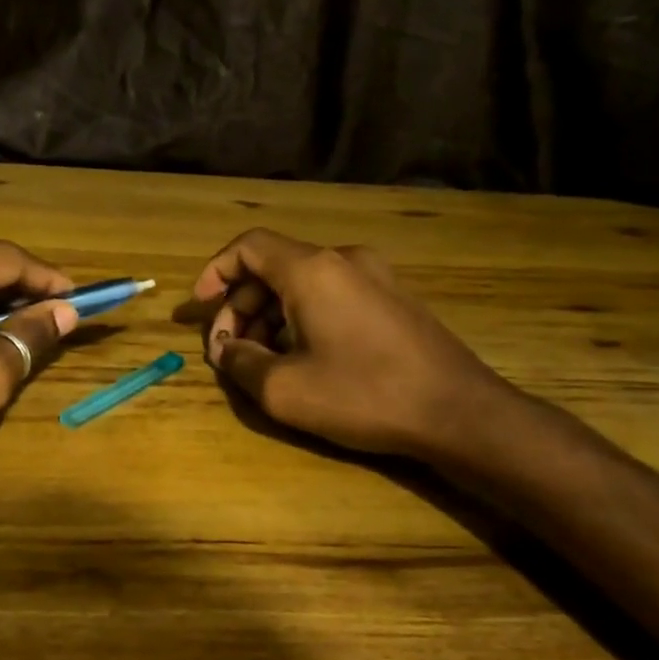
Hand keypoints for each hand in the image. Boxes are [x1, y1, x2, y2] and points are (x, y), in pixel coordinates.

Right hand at [192, 229, 512, 460]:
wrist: (459, 412)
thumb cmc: (364, 395)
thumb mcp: (284, 389)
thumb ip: (240, 363)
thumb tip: (225, 351)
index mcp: (312, 270)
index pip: (248, 246)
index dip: (215, 272)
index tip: (199, 307)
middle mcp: (344, 261)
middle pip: (273, 268)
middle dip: (240, 306)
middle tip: (228, 349)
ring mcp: (375, 277)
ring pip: (302, 284)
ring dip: (270, 316)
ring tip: (261, 361)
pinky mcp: (394, 300)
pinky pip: (332, 297)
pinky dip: (302, 319)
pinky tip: (303, 359)